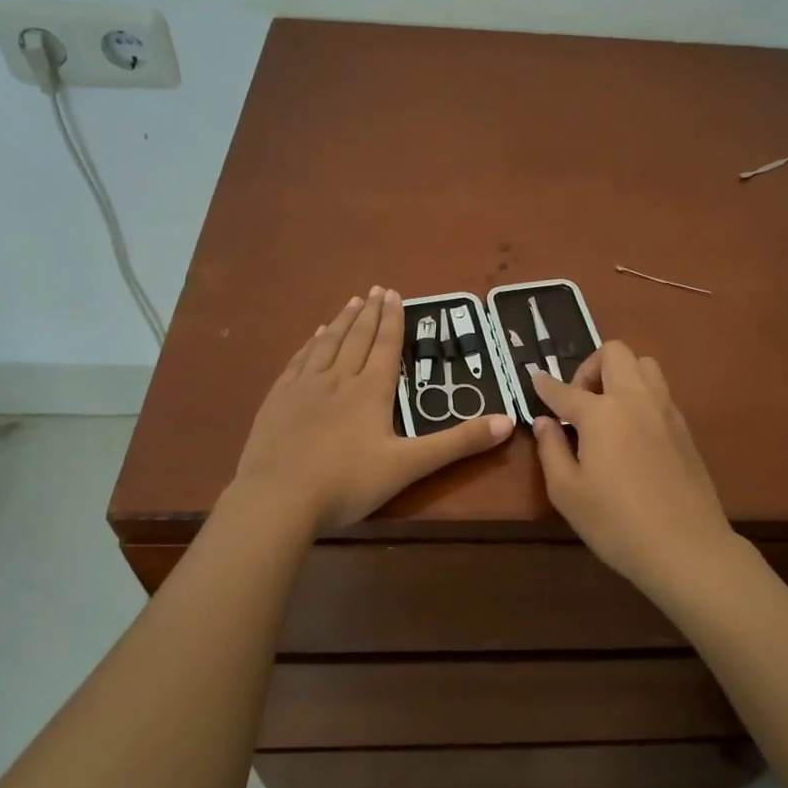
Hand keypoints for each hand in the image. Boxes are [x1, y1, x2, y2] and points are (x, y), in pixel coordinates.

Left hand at [232, 287, 513, 531]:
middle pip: (357, 338)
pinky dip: (309, 344)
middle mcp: (338, 379)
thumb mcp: (410, 465)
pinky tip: (312, 337)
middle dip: (370, 313)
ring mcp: (304, 387)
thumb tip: (509, 421)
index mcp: (371, 391)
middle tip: (376, 289)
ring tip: (351, 302)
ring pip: (327, 344)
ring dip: (342, 321)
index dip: (392, 319)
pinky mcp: (278, 400)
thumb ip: (458, 443)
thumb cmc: (348, 483)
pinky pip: (298, 361)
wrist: (278, 498)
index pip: (385, 346)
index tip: (394, 294)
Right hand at [527, 342, 738, 592]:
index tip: (535, 380)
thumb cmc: (616, 523)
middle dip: (590, 367)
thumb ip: (551, 450)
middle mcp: (635, 399)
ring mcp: (665, 410)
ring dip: (621, 375)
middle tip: (579, 402)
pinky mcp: (684, 428)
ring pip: (644, 365)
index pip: (565, 390)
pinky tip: (631, 433)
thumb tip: (545, 422)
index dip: (545, 385)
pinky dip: (640, 397)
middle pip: (614, 353)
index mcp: (601, 413)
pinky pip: (660, 392)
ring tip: (607, 412)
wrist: (686, 547)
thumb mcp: (567, 492)